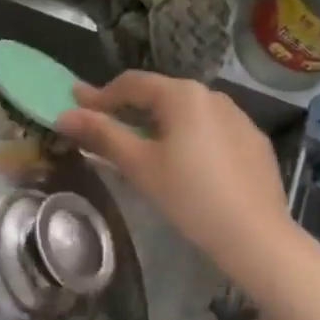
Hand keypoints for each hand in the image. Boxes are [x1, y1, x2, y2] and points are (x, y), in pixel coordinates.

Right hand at [57, 71, 293, 284]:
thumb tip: (63, 115)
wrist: (255, 235)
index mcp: (183, 95)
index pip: (131, 83)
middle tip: (103, 126)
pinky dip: (188, 138)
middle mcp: (213, 95)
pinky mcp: (253, 142)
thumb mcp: (139, 165)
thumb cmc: (189, 196)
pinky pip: (211, 130)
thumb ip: (102, 134)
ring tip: (142, 146)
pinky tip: (184, 164)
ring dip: (158, 123)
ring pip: (187, 113)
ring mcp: (239, 118)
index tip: (76, 108)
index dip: (99, 95)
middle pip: (160, 95)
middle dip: (128, 109)